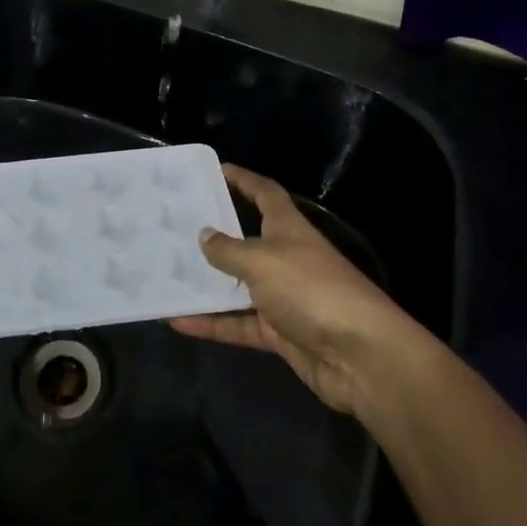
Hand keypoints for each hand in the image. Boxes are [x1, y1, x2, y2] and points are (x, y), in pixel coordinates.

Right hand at [170, 165, 425, 415]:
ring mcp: (283, 297)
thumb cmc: (310, 289)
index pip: (264, 192)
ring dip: (207, 282)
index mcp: (288, 228)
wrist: (360, 356)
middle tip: (174, 225)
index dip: (242, 179)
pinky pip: (239, 323)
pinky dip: (212, 323)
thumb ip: (229, 249)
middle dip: (215, 232)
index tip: (213, 170)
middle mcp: (286, 257)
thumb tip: (204, 234)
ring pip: (237, 284)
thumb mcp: (262, 261)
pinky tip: (177, 320)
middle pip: (246, 238)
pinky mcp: (280, 333)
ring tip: (167, 272)